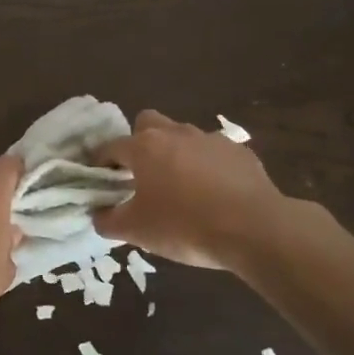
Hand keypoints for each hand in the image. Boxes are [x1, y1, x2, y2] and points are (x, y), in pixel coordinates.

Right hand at [93, 109, 292, 273]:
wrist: (255, 229)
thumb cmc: (184, 226)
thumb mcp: (136, 231)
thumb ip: (108, 220)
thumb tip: (98, 214)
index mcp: (144, 147)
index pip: (110, 146)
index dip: (101, 163)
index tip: (101, 181)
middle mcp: (175, 133)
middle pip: (148, 123)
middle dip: (139, 142)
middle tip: (141, 174)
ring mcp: (210, 140)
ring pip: (183, 136)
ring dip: (176, 154)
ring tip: (181, 188)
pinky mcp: (240, 153)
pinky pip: (214, 153)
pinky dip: (208, 167)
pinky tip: (214, 195)